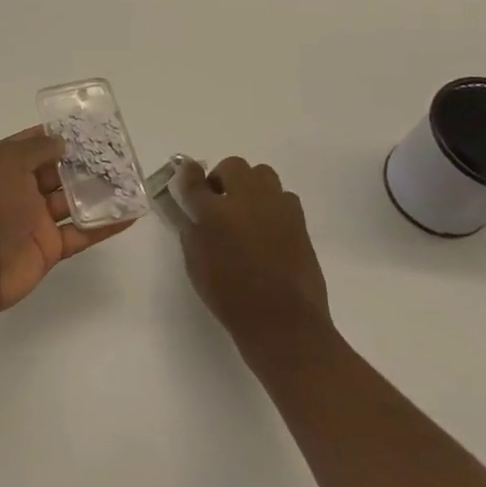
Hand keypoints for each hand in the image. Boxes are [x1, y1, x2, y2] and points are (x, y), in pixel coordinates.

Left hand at [0, 126, 136, 317]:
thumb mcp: (6, 162)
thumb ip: (36, 149)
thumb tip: (61, 141)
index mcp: (3, 164)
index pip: (35, 143)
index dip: (60, 135)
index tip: (91, 127)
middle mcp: (19, 188)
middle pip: (58, 171)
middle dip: (85, 162)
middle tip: (119, 153)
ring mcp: (35, 219)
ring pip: (73, 201)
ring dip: (99, 192)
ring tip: (131, 180)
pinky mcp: (50, 246)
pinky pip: (82, 232)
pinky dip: (105, 225)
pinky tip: (131, 214)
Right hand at [167, 157, 330, 346]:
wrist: (283, 320)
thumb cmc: (231, 298)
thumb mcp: (196, 267)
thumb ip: (192, 233)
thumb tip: (194, 214)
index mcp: (214, 212)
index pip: (195, 181)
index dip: (188, 174)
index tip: (187, 173)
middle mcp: (246, 199)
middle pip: (233, 166)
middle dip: (222, 177)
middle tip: (219, 199)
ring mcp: (276, 206)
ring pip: (262, 174)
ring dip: (249, 185)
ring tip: (246, 209)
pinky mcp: (299, 219)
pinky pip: (282, 196)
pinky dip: (271, 203)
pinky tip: (268, 225)